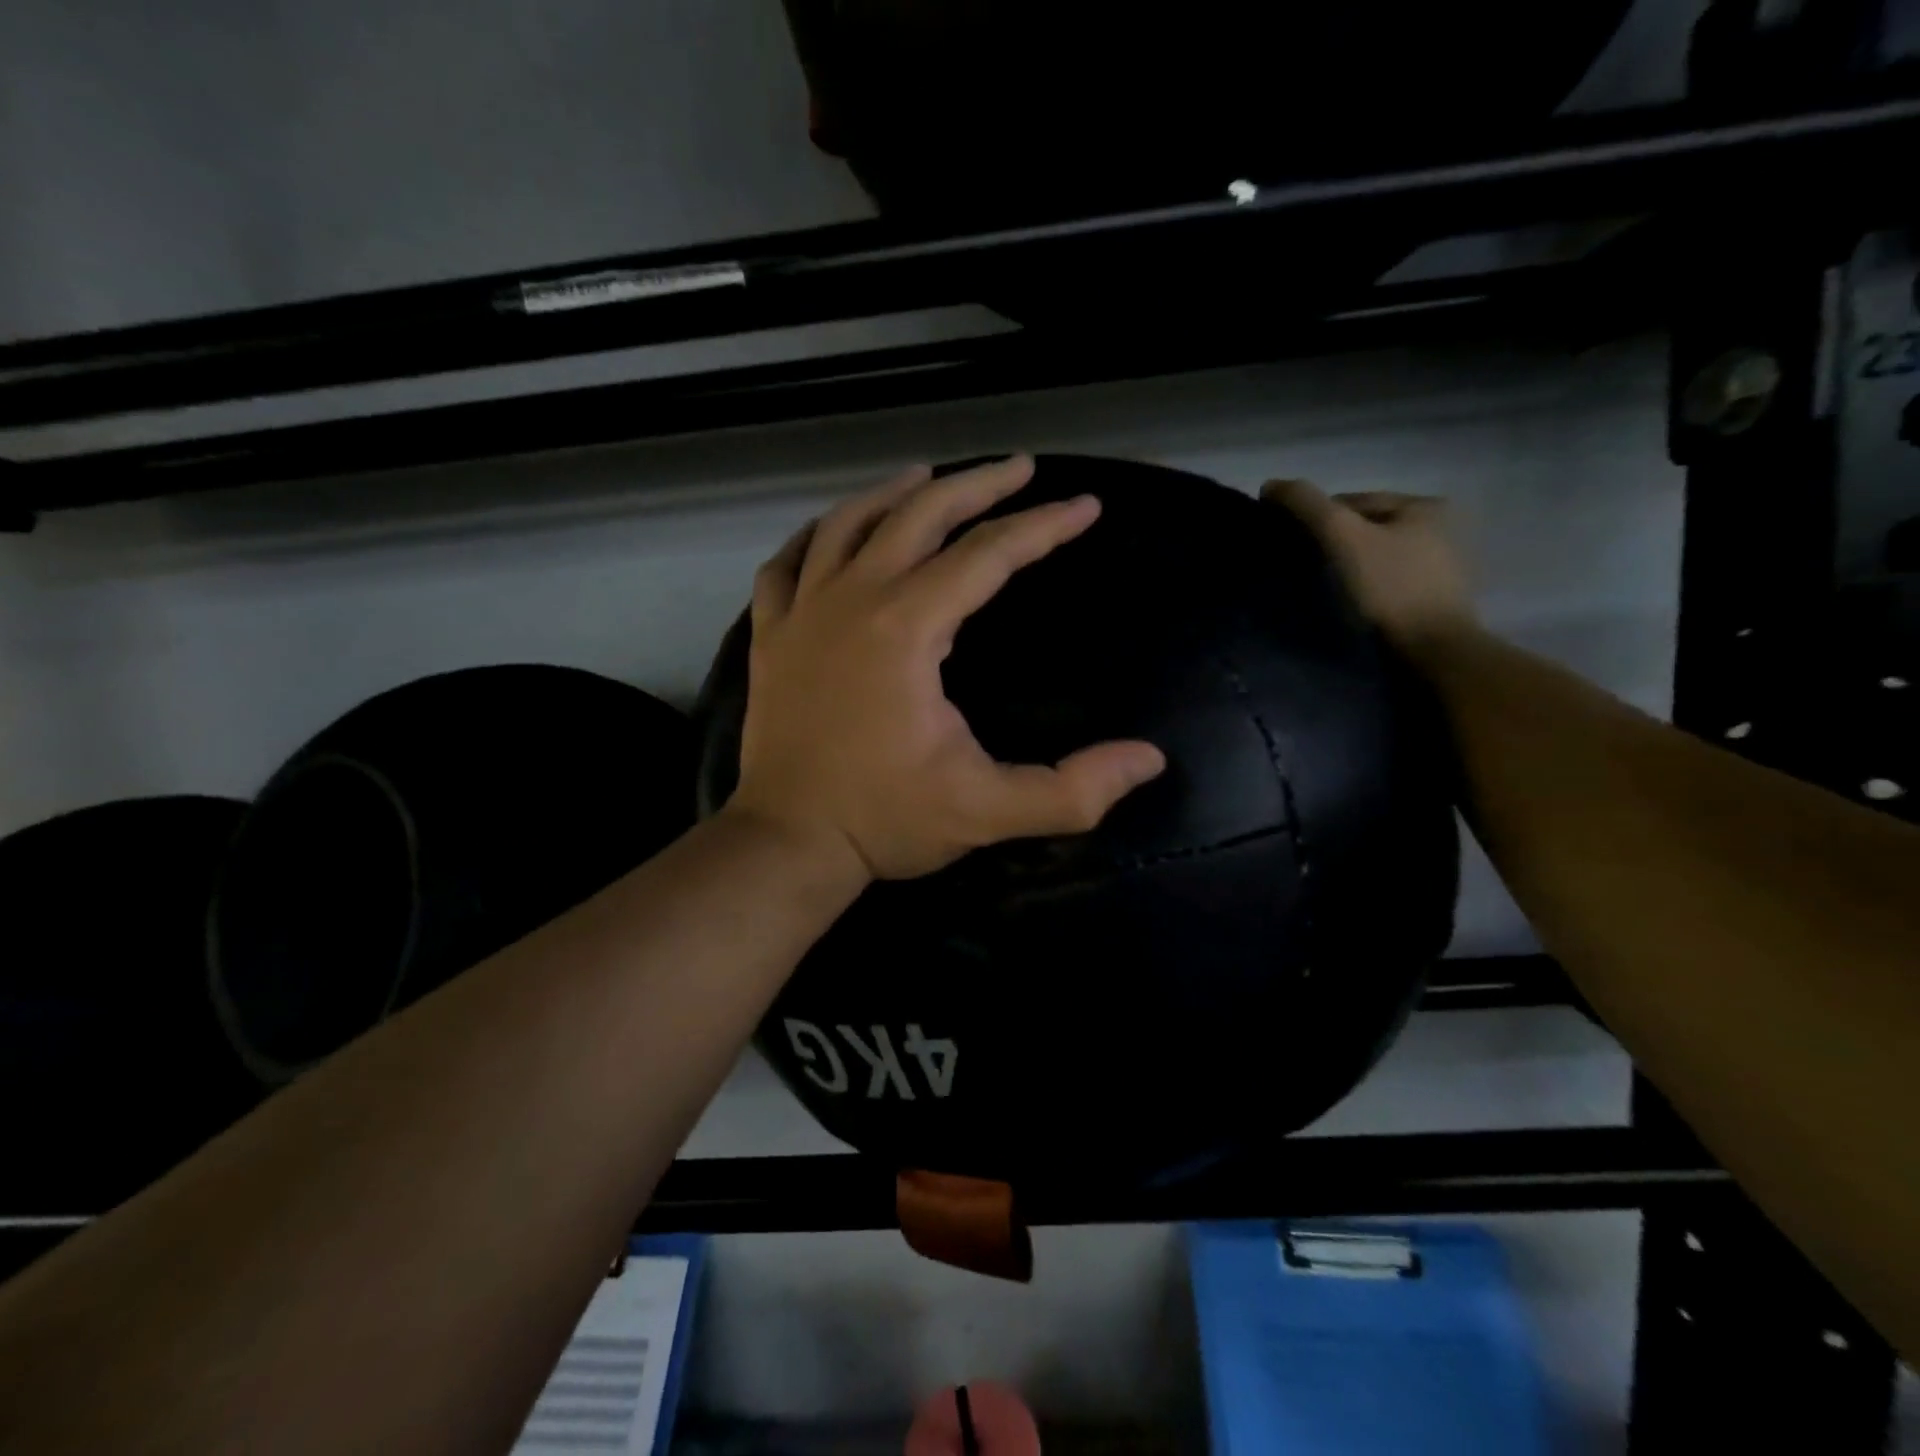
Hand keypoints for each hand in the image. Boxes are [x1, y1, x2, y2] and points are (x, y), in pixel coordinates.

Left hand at [729, 456, 1166, 883]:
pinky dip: (814, 537)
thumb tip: (1149, 760)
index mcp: (905, 629)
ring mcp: (801, 614)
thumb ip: (1072, 790)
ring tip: (930, 476)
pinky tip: (834, 530)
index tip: (1084, 507)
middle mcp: (851, 601)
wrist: (788, 843)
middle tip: (1018, 468)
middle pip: (918, 517)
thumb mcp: (988, 811)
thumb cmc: (885, 821)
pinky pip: (786, 565)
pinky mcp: (770, 637)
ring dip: (894, 494)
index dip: (1042, 527)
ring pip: (847, 525)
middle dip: (976, 487)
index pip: (987, 556)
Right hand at [1262, 479, 1478, 655]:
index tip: (1288, 544)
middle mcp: (1440, 528)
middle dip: (1333, 545)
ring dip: (1346, 569)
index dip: (1315, 519)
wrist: (1433, 650)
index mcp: (1424, 505)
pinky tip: (1346, 605)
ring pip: (1373, 558)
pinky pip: (1384, 583)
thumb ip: (1307, 505)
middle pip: (1364, 530)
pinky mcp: (1432, 599)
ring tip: (1319, 590)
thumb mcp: (1343, 537)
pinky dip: (1363, 590)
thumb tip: (1270, 485)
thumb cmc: (1391, 587)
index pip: (1352, 502)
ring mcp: (1439, 566)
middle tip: (1302, 569)